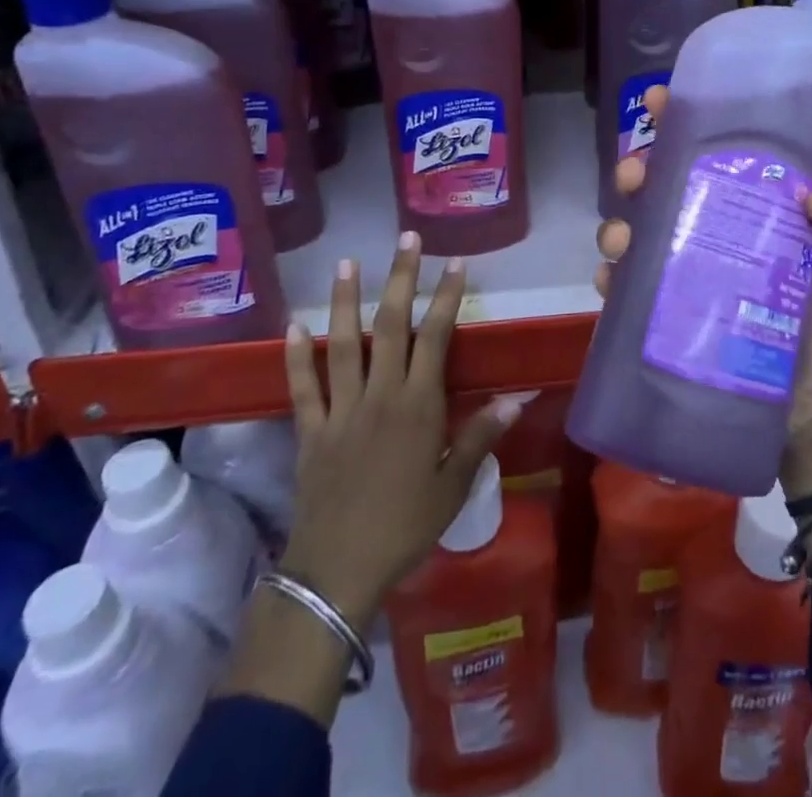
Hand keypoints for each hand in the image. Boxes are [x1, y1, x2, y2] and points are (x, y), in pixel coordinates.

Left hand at [279, 233, 521, 625]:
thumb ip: (481, 437)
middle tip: (406, 239)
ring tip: (346, 263)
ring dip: (344, 301)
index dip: (447, 297)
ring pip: (343, 344)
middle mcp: (380, 395)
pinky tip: (293, 326)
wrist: (338, 571)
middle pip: (390, 326)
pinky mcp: (309, 430)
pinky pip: (302, 387)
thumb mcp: (453, 487)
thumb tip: (518, 398)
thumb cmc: (404, 527)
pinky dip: (296, 356)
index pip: (436, 338)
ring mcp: (341, 410)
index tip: (455, 263)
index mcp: (418, 406)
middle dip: (400, 278)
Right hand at [596, 85, 811, 502]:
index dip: (688, 122)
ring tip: (620, 237)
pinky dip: (615, 279)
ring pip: (641, 231)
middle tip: (632, 172)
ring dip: (620, 224)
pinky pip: (633, 289)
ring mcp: (689, 271)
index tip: (661, 101)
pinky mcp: (671, 312)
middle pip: (667, 186)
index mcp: (758, 209)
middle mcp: (717, 230)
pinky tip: (612, 280)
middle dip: (639, 168)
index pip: (721, 155)